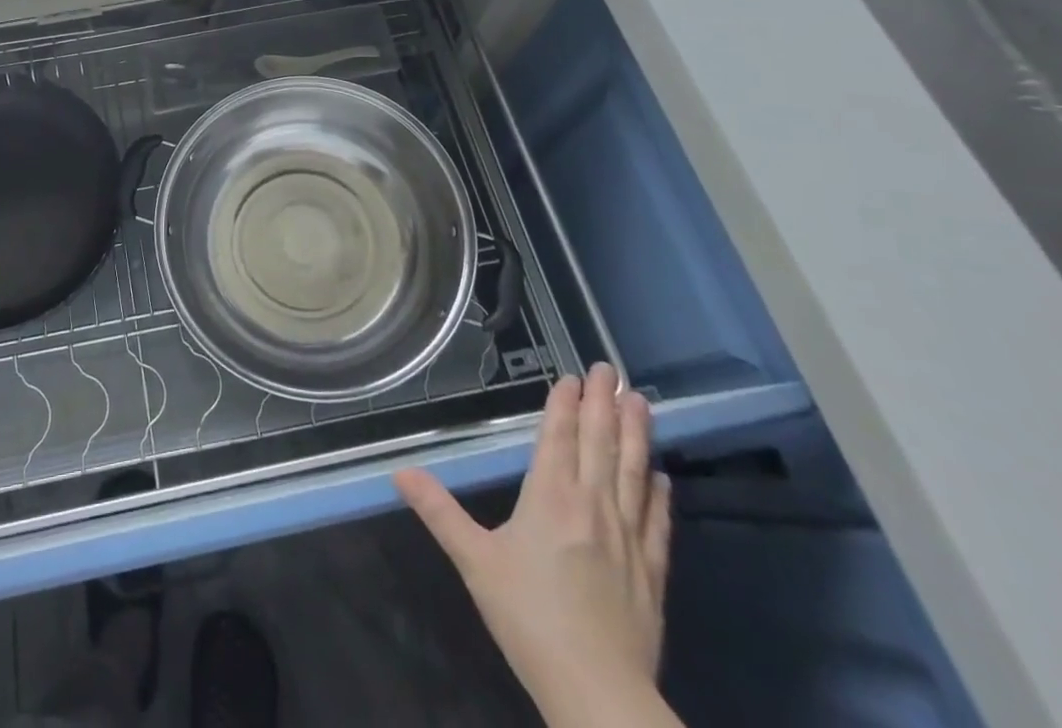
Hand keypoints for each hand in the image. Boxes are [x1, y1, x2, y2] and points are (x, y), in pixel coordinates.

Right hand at [396, 365, 677, 727]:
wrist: (597, 693)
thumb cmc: (529, 618)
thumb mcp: (474, 562)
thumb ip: (439, 511)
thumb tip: (399, 472)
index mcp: (550, 496)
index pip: (559, 436)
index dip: (564, 404)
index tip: (572, 376)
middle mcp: (592, 505)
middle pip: (600, 443)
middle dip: (603, 402)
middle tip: (611, 368)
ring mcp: (628, 537)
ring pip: (634, 472)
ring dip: (636, 434)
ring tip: (642, 401)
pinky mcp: (653, 572)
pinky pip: (658, 522)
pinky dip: (660, 494)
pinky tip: (662, 476)